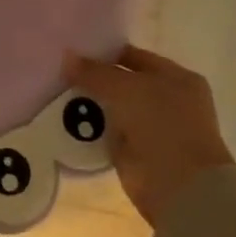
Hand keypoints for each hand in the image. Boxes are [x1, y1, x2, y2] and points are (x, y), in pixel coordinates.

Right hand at [63, 44, 233, 227]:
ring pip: (114, 108)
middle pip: (123, 83)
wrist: (179, 186)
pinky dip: (91, 127)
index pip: (135, 57)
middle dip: (95, 78)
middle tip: (60, 70)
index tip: (74, 51)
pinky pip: (108, 132)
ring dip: (91, 103)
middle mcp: (168, 101)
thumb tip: (68, 57)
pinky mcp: (137, 152)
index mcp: (177, 78)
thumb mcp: (126, 88)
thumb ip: (95, 72)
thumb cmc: (162, 125)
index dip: (106, 53)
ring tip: (56, 91)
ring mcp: (153, 128)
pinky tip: (65, 118)